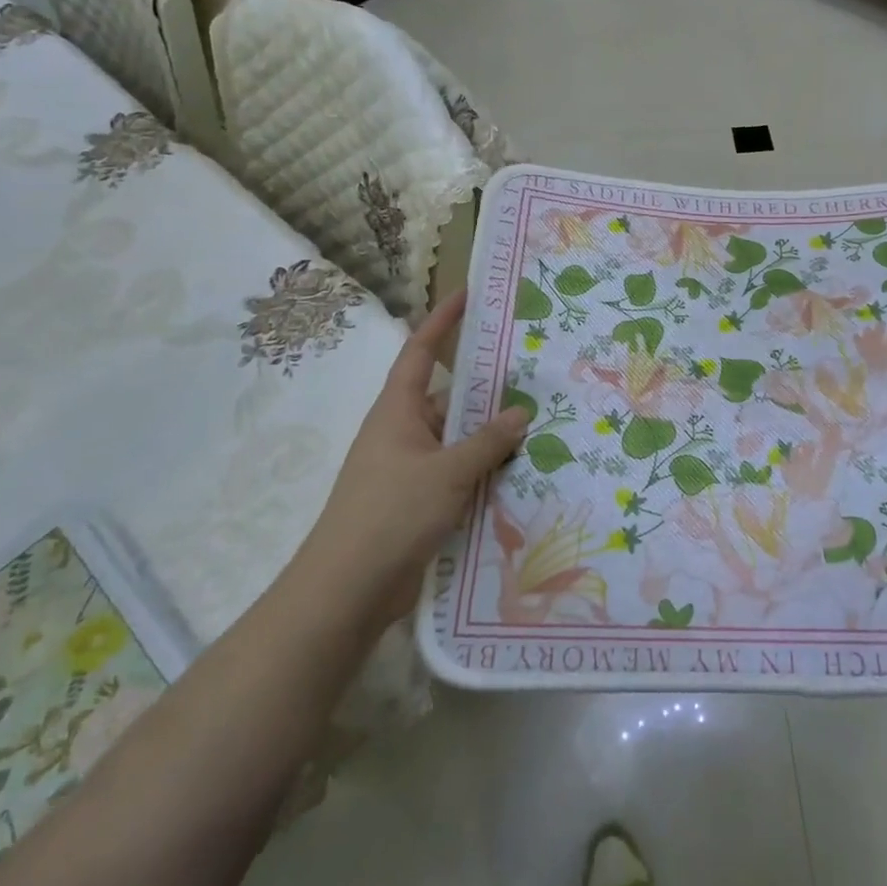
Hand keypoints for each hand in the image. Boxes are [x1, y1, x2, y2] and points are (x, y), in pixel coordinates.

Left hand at [303, 290, 527, 614]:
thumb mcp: (448, 472)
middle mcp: (401, 432)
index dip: (442, 320)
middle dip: (485, 388)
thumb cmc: (391, 514)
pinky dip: (482, 470)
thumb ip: (488, 441)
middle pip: (448, 398)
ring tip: (538, 425)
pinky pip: (456, 473)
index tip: (468, 294)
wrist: (347, 591)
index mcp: (398, 411)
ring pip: (456, 439)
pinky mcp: (416, 503)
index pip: (420, 351)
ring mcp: (408, 469)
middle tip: (531, 373)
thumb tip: (521, 412)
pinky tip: (518, 474)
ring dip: (489, 435)